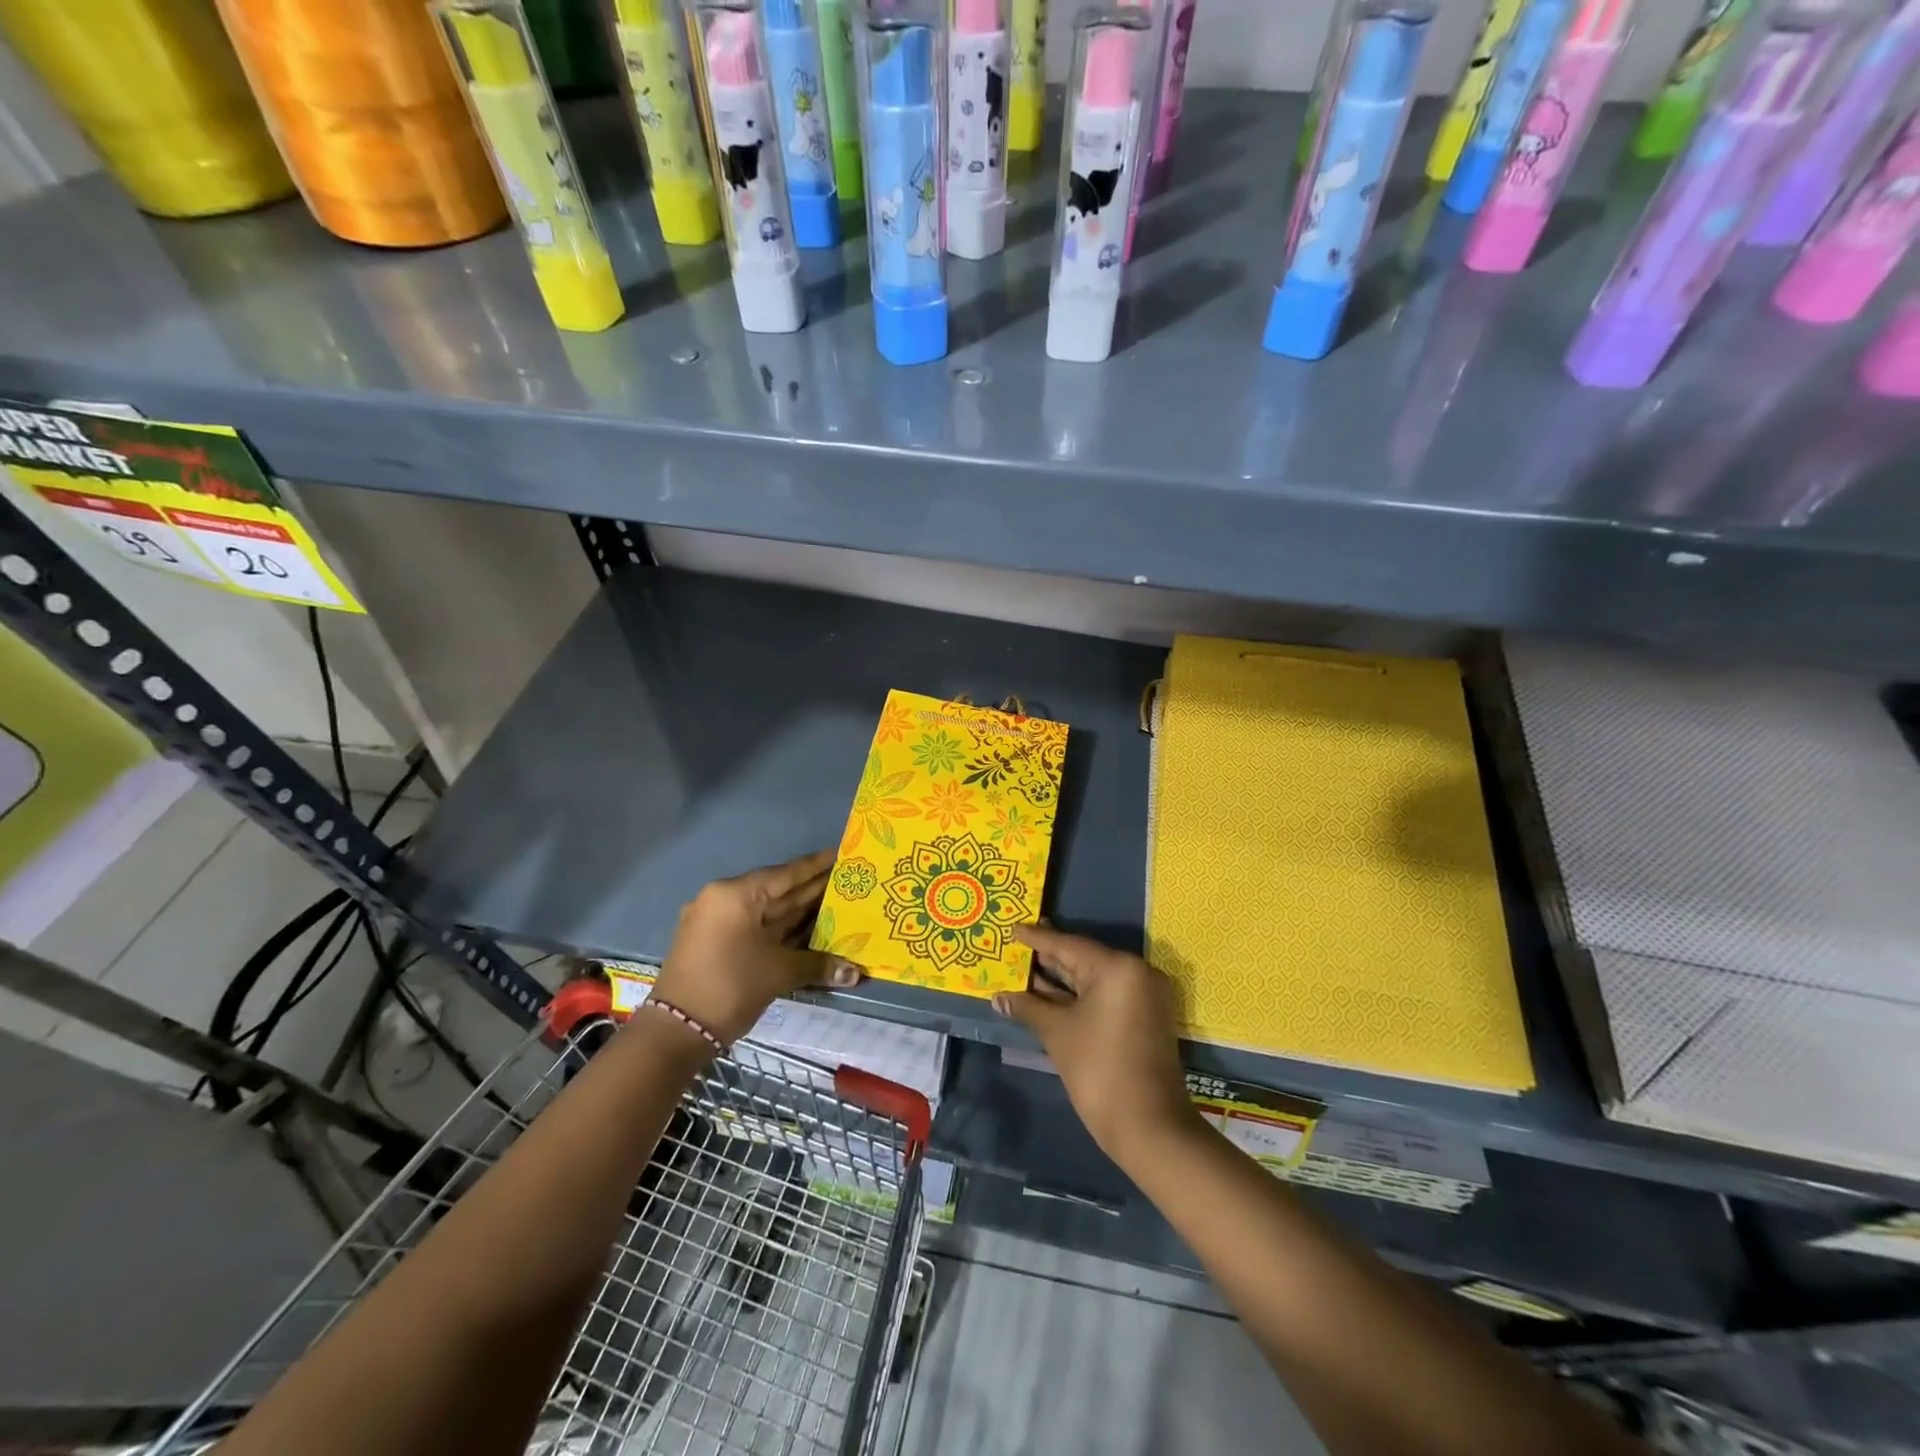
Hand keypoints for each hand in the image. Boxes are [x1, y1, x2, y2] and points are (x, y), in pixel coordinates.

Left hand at [648, 851, 863, 1044]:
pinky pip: (758, 929)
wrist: (676, 1033)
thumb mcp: (778, 971)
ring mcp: (719, 924)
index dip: (817, 865)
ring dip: (801, 912)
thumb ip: (818, 964)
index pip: (786, 874)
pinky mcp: (717, 945)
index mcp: (736, 894)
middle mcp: (725, 900)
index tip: (842, 854)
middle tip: (849, 882)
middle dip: (813, 890)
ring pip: (768, 912)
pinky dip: (783, 930)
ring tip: (839, 905)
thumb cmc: (730, 986)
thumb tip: (856, 972)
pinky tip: (812, 931)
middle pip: (778, 891)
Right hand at [996, 924, 1201, 1166]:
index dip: (1037, 939)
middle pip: (1083, 958)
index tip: (1012, 928)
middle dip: (1048, 956)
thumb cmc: (1099, 1070)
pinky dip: (1077, 995)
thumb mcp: (1057, 1033)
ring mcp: (1143, 995)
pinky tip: (1047, 994)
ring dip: (1060, 978)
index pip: (1068, 945)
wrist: (1149, 1127)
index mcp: (1117, 967)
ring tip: (1025, 967)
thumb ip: (1028, 1007)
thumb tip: (999, 997)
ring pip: (1093, 978)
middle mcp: (1135, 972)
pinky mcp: (1144, 1016)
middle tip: (1016, 945)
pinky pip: (1104, 994)